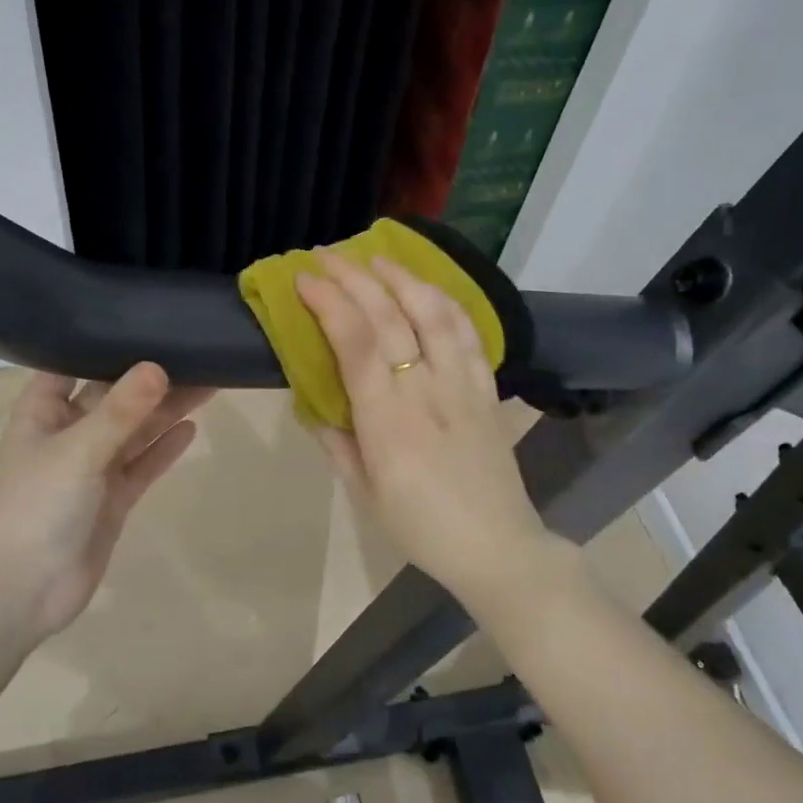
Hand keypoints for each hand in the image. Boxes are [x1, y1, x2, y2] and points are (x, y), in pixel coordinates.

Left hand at [0, 363, 212, 639]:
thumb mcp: (78, 450)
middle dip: (152, 377)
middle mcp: (70, 431)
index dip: (106, 342)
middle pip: (116, 395)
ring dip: (167, 409)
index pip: (74, 362)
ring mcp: (93, 467)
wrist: (19, 591)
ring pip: (136, 430)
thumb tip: (159, 366)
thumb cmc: (35, 506)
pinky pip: (143, 464)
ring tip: (210, 382)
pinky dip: (164, 448)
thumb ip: (121, 410)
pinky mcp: (113, 498)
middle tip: (198, 352)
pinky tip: (191, 427)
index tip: (148, 319)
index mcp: (45, 410)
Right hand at [296, 253, 552, 603]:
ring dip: (402, 278)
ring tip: (377, 259)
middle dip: (354, 278)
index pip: (355, 342)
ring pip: (434, 314)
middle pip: (390, 317)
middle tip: (327, 256)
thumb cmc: (421, 528)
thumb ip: (337, 444)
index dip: (328, 303)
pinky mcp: (487, 388)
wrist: (498, 546)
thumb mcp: (364, 493)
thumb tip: (315, 407)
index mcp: (387, 420)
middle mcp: (426, 390)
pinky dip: (446, 303)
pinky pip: (468, 333)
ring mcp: (462, 385)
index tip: (304, 279)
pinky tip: (429, 290)